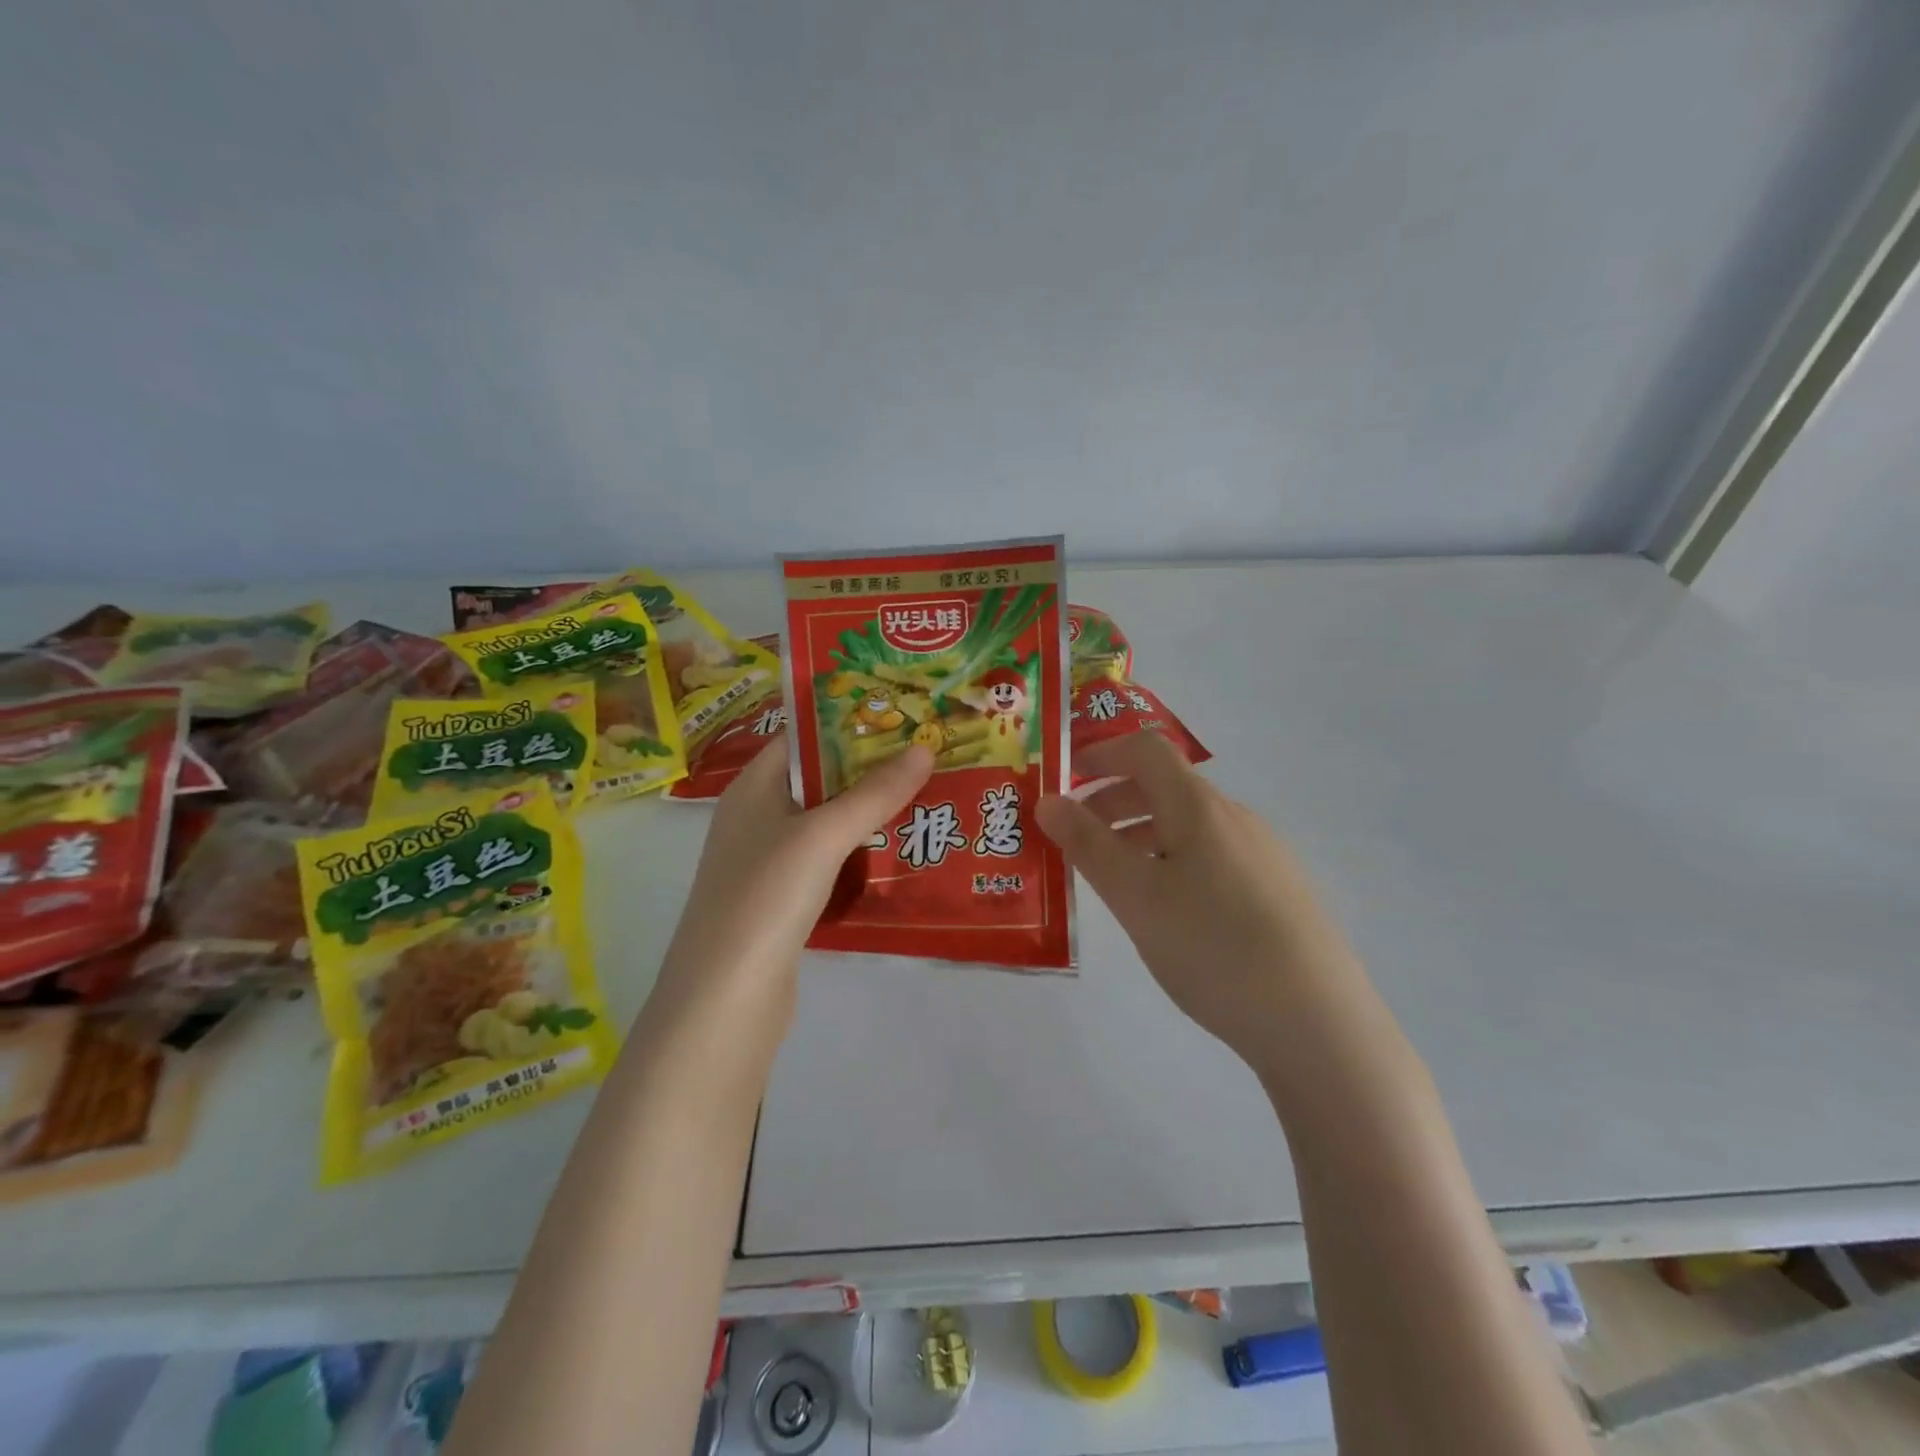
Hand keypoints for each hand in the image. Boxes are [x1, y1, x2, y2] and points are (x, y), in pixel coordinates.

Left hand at [653, 736, 933, 1037]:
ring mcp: (768, 862)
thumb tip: (923, 749)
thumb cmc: (766, 897)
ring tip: (926, 796)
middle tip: (927, 755)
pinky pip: (827, 862)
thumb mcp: (822, 836)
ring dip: (868, 813)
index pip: (801, 736)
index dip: (846, 721)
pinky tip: (898, 854)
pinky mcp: (783, 901)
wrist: (725, 999)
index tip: (900, 714)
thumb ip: (873, 793)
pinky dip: (858, 854)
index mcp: (753, 788)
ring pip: (826, 823)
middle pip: (818, 779)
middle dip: (868, 768)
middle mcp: (756, 818)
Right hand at [1035, 732, 1369, 1071]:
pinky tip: (1167, 911)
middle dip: (1112, 802)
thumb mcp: (1135, 896)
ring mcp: (1263, 854)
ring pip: (1187, 826)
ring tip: (1113, 880)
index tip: (1064, 778)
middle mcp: (1235, 817)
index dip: (1101, 754)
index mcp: (1199, 806)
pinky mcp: (1278, 890)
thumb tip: (1048, 800)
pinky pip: (1211, 856)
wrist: (1318, 1022)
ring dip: (1140, 836)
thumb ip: (1087, 845)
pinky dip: (1172, 862)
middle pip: (1165, 787)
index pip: (1145, 750)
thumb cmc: (1212, 946)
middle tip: (1074, 839)